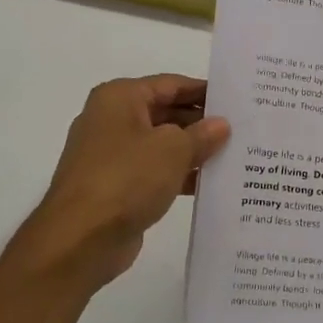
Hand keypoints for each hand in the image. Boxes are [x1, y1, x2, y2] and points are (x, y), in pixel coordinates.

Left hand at [8, 75, 229, 288]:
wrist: (81, 238)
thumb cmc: (127, 178)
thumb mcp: (173, 149)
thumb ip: (201, 134)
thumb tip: (220, 125)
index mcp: (119, 98)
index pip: (170, 84)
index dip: (204, 91)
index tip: (236, 100)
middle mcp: (111, 120)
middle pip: (165, 113)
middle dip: (201, 123)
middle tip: (241, 129)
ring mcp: (111, 155)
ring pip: (161, 145)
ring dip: (193, 151)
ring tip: (234, 156)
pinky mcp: (116, 186)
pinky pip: (154, 172)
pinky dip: (179, 175)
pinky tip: (209, 184)